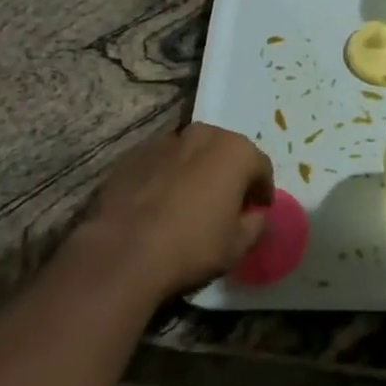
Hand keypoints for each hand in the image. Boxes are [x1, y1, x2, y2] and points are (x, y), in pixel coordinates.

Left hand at [81, 122, 274, 298]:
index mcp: (235, 151)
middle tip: (225, 203)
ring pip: (192, 152)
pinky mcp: (136, 152)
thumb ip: (256, 225)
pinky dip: (167, 174)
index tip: (257, 210)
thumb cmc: (191, 247)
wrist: (123, 251)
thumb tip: (259, 216)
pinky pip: (162, 160)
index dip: (262, 190)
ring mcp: (167, 139)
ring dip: (197, 169)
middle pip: (226, 151)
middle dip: (229, 173)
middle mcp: (204, 134)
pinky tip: (158, 201)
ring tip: (189, 201)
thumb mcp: (236, 247)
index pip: (261, 166)